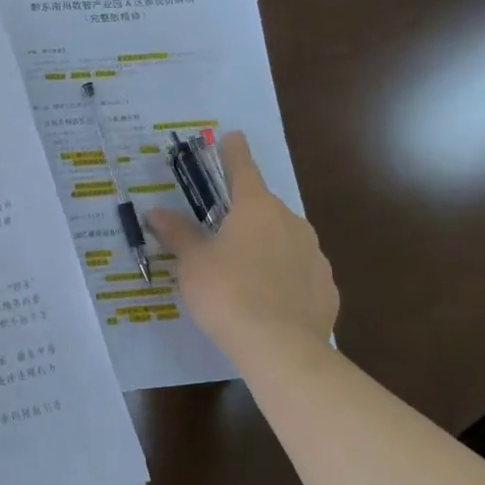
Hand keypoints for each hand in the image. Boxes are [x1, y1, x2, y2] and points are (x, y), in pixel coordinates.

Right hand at [147, 132, 338, 366]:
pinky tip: (268, 300)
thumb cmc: (227, 292)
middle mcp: (290, 222)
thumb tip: (157, 212)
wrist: (280, 348)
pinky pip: (299, 273)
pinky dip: (284, 277)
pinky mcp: (327, 288)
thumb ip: (178, 234)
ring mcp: (314, 255)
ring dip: (265, 247)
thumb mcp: (192, 262)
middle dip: (244, 215)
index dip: (234, 152)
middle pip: (263, 208)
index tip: (234, 136)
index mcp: (256, 208)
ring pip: (284, 240)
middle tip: (221, 232)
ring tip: (243, 275)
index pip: (243, 169)